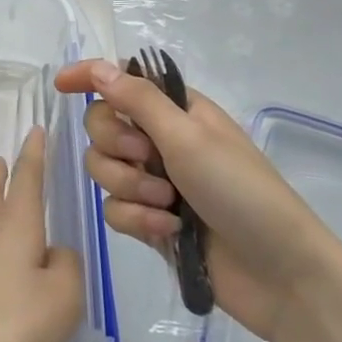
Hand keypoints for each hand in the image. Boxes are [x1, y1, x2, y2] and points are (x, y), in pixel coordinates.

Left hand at [0, 126, 83, 341]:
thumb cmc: (18, 323)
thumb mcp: (65, 295)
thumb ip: (67, 265)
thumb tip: (54, 253)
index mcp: (16, 225)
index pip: (26, 179)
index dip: (33, 154)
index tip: (35, 130)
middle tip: (4, 159)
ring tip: (5, 203)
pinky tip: (6, 261)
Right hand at [55, 59, 341, 341]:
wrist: (280, 274)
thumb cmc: (241, 191)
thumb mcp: (188, 137)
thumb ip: (138, 100)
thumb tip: (98, 67)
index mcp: (175, 110)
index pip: (121, 81)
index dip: (89, 78)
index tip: (61, 85)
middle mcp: (161, 140)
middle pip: (102, 126)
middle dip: (116, 145)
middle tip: (147, 160)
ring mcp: (155, 181)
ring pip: (103, 169)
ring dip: (130, 186)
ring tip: (167, 203)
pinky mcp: (151, 220)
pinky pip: (115, 209)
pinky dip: (138, 218)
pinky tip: (168, 230)